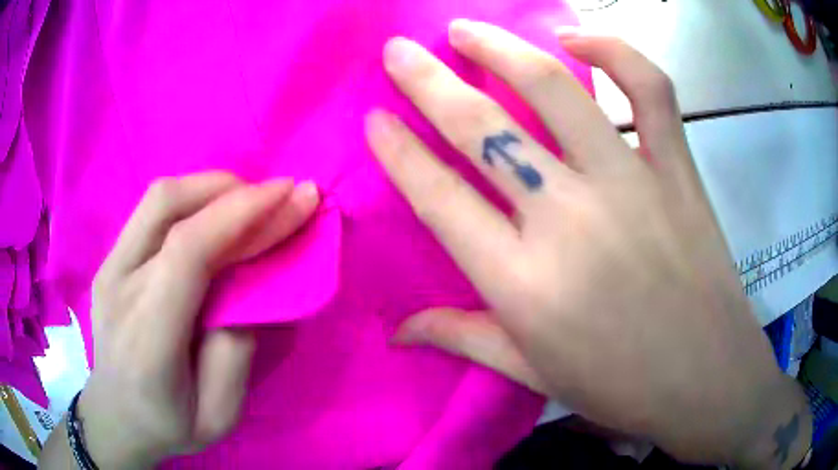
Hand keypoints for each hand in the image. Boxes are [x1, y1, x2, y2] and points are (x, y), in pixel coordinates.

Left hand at [77, 174, 318, 466]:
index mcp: (147, 338)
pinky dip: (192, 202)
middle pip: (169, 205)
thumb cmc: (169, 426)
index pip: (189, 251)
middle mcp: (118, 287)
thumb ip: (236, 350)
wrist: (115, 416)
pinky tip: (213, 220)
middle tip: (277, 199)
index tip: (294, 196)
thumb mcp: (220, 414)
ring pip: (159, 198)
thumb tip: (251, 284)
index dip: (243, 213)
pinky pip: (152, 212)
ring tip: (249, 206)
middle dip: (232, 190)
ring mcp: (108, 267)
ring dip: (211, 189)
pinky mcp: (110, 259)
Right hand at [365, 21, 809, 466]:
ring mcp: (630, 185)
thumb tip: (398, 331)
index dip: (396, 151)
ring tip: (466, 30)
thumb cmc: (621, 387)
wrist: (707, 379)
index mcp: (522, 283)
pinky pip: (648, 89)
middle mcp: (568, 220)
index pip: (437, 196)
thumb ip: (463, 339)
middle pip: (480, 127)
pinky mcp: (677, 169)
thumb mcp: (533, 374)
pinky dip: (614, 51)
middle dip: (425, 80)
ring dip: (500, 48)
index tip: (374, 118)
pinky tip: (580, 39)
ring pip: (553, 89)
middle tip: (399, 51)